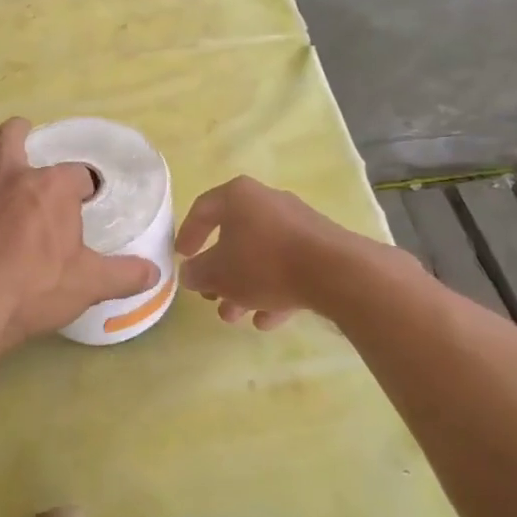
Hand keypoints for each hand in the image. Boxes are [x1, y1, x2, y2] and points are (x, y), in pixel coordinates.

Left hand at [0, 119, 160, 351]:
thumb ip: (124, 275)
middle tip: (27, 132)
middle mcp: (13, 180)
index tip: (89, 202)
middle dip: (21, 132)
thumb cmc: (36, 287)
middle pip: (11, 139)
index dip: (87, 186)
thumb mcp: (89, 284)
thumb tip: (154, 272)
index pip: (78, 174)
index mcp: (51, 188)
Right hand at [176, 176, 358, 329]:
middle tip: (210, 296)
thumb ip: (198, 273)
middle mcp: (268, 202)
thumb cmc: (264, 263)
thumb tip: (190, 273)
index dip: (187, 234)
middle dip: (220, 273)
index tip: (181, 257)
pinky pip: (289, 267)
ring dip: (245, 287)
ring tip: (235, 316)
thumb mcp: (218, 273)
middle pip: (235, 237)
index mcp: (238, 196)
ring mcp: (298, 224)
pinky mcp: (321, 246)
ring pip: (262, 256)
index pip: (203, 209)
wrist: (335, 272)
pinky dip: (275, 290)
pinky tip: (267, 320)